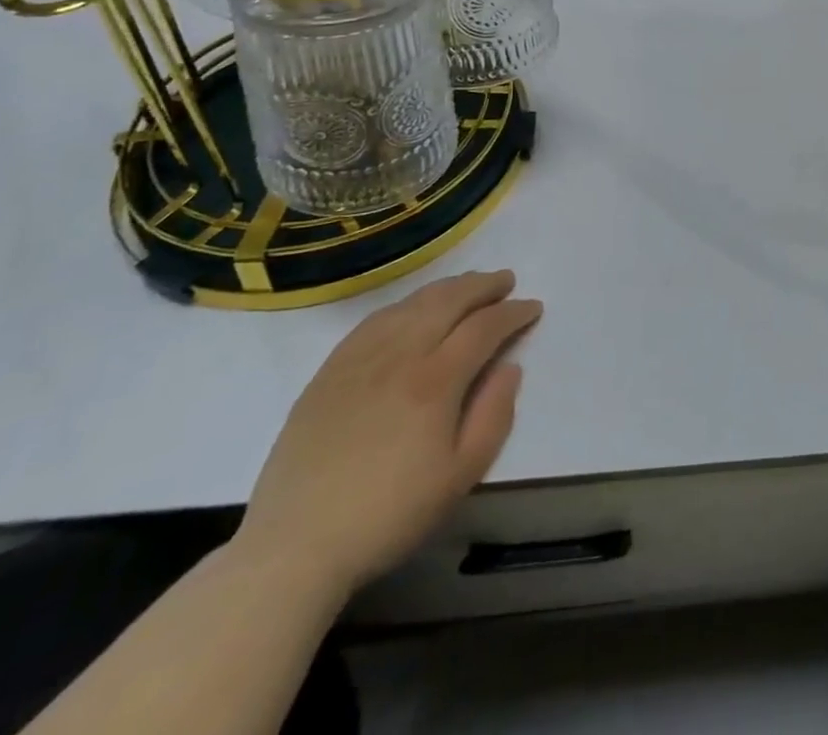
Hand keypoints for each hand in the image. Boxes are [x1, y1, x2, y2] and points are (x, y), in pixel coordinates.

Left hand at [236, 271, 541, 595]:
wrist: (295, 548)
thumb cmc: (389, 515)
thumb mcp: (461, 476)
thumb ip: (494, 415)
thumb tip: (510, 367)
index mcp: (435, 381)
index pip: (484, 327)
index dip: (513, 313)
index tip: (532, 308)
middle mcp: (399, 356)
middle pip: (448, 301)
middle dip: (483, 286)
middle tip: (506, 280)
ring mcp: (359, 360)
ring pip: (411, 304)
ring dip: (446, 288)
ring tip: (467, 286)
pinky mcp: (329, 373)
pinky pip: (374, 321)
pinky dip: (404, 305)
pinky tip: (413, 309)